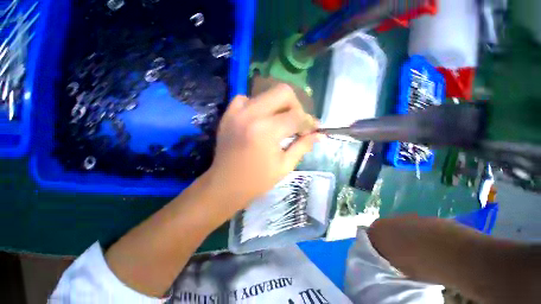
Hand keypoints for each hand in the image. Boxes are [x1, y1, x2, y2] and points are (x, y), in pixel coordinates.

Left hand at [204, 84, 318, 215]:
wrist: (225, 185)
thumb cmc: (257, 181)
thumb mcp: (284, 166)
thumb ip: (303, 146)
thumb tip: (319, 134)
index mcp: (266, 131)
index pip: (296, 117)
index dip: (309, 122)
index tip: (314, 128)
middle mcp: (251, 115)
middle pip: (283, 92)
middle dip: (296, 106)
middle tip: (297, 123)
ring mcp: (237, 112)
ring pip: (266, 93)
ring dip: (277, 105)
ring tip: (279, 122)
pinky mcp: (228, 115)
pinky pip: (245, 99)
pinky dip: (257, 105)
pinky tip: (259, 119)